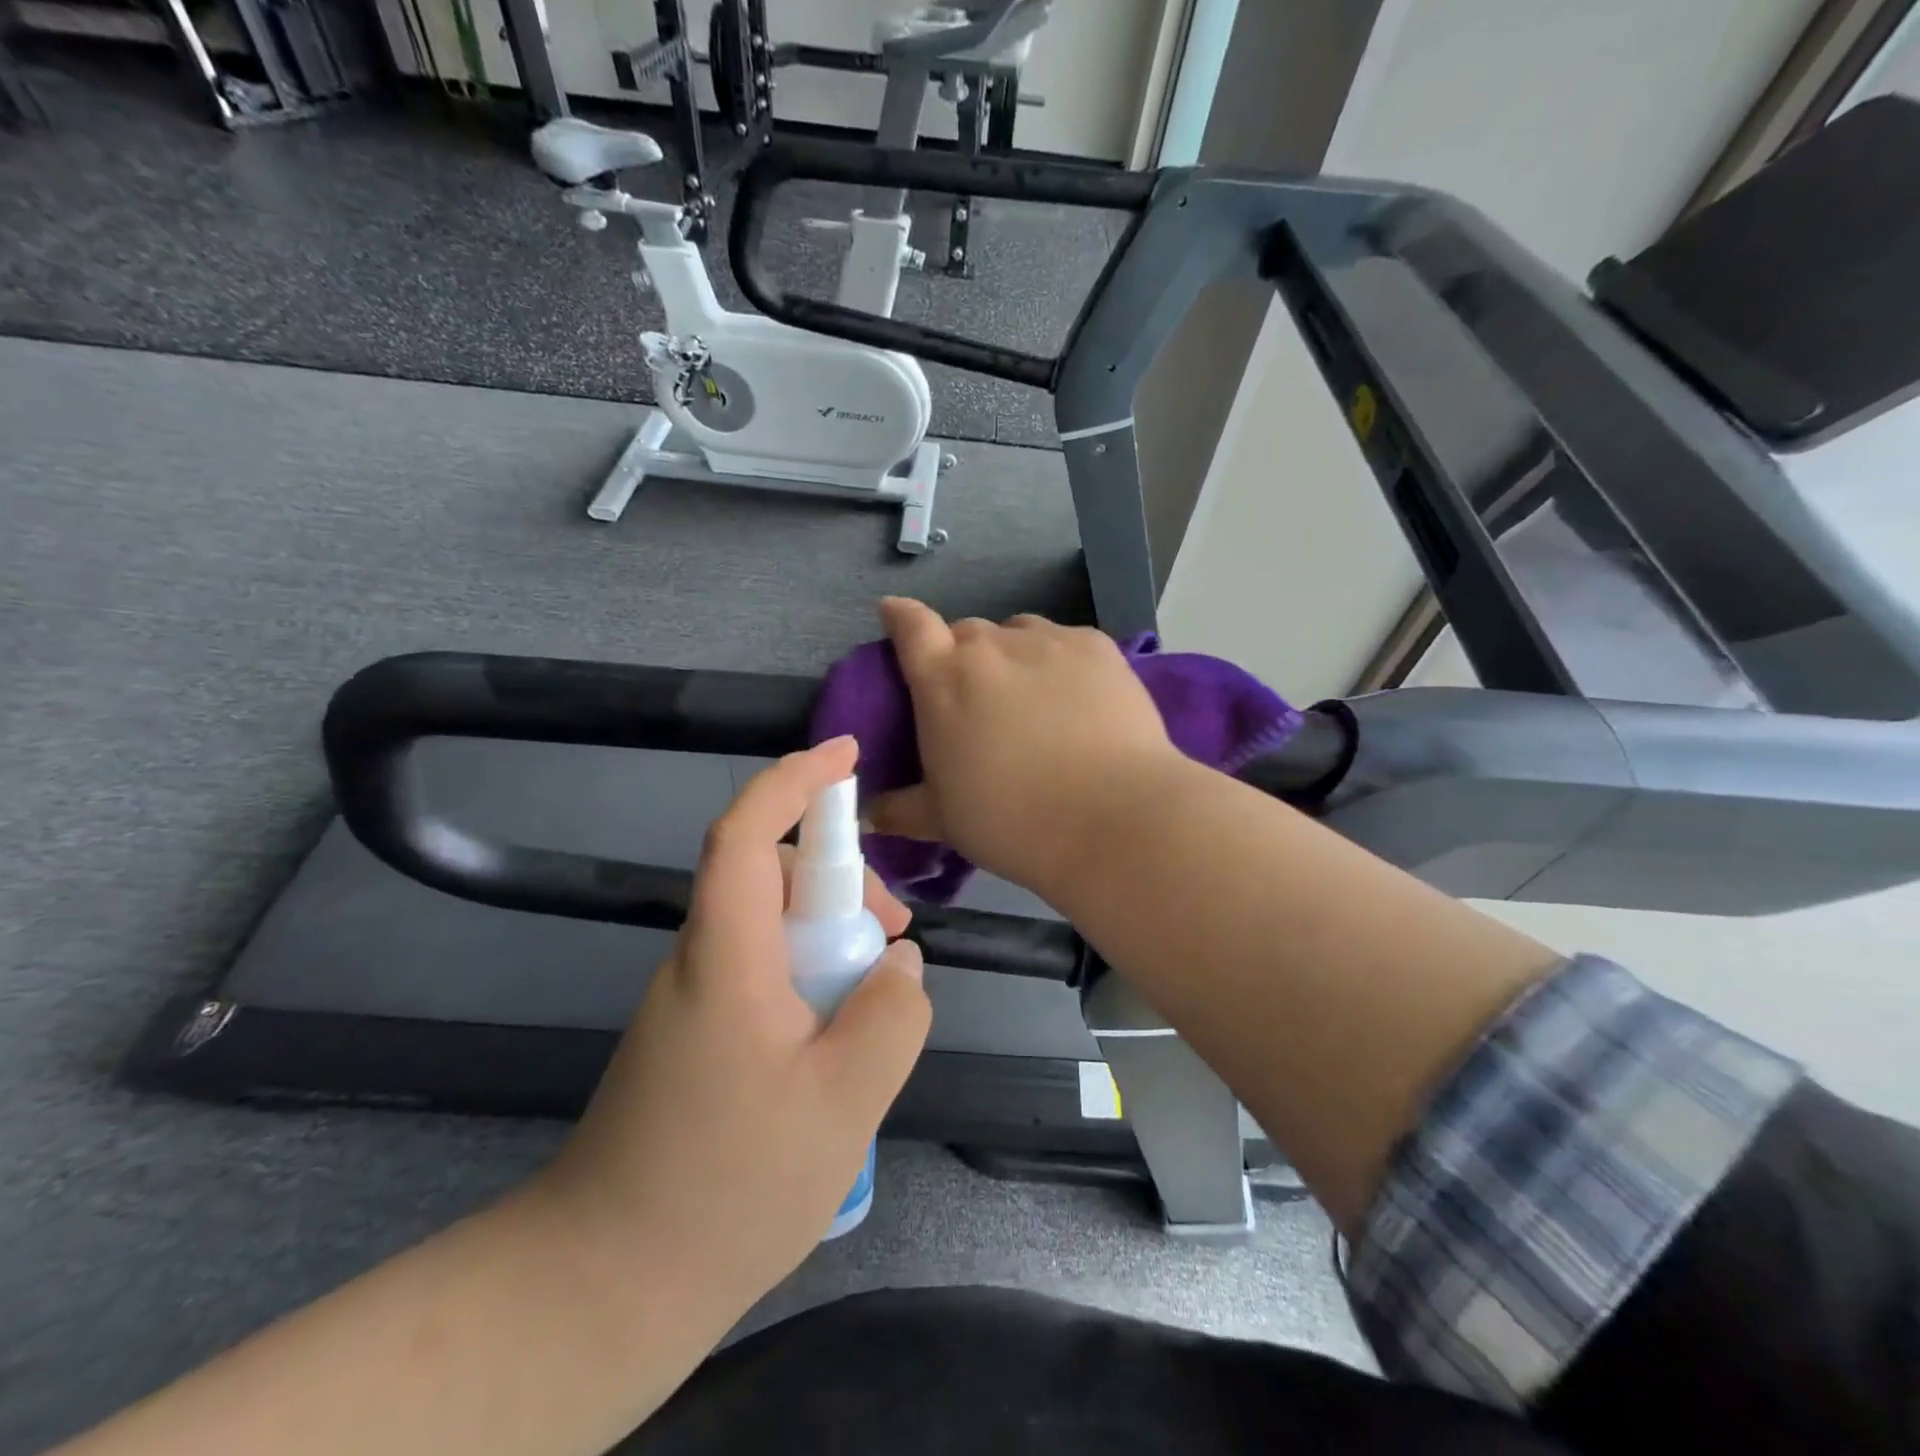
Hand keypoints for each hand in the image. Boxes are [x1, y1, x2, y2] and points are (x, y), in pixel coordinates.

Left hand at [535, 737, 931, 1310]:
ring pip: (770, 927)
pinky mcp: (696, 1034)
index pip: (745, 835)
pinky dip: (809, 978)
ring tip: (874, 1001)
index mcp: (725, 958)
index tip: (846, 755)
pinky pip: (762, 972)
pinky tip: (836, 1043)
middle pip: (769, 877)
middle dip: (840, 883)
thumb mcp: (844, 1102)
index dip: (793, 780)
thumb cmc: (728, 1187)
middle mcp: (700, 960)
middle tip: (894, 936)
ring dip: (829, 938)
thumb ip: (892, 1016)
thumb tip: (901, 963)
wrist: (605, 1285)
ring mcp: (693, 999)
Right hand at [870, 598, 1183, 895]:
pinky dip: (1060, 661)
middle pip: (967, 633)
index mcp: (944, 680)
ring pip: (1018, 632)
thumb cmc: (1012, 821)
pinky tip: (1077, 698)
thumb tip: (871, 815)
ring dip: (1013, 655)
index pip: (911, 627)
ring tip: (1031, 696)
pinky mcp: (1097, 647)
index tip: (895, 613)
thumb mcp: (944, 821)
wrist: (1113, 819)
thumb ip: (902, 810)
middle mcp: (991, 647)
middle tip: (977, 697)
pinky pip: (1066, 642)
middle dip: (963, 656)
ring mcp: (1048, 641)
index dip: (900, 616)